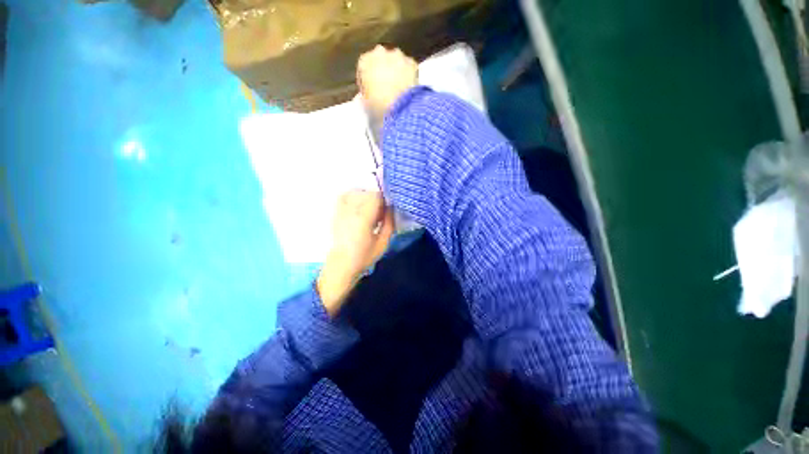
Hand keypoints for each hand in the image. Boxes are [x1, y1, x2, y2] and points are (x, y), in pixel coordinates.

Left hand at [317, 191, 394, 315]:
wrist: (341, 264)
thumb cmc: (364, 256)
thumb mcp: (383, 243)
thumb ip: (389, 224)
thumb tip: (391, 208)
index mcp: (363, 219)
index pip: (375, 197)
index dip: (384, 200)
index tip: (387, 210)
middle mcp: (351, 211)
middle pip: (366, 193)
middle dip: (376, 200)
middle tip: (379, 213)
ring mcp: (341, 211)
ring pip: (356, 192)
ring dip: (366, 197)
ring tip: (369, 210)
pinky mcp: (336, 213)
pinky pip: (344, 196)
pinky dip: (353, 196)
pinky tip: (358, 205)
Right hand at [357, 45, 417, 116]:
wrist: (400, 109)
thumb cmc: (378, 106)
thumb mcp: (366, 103)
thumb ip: (367, 93)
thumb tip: (371, 94)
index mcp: (364, 61)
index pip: (363, 69)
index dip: (368, 82)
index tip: (371, 92)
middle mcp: (379, 53)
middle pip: (380, 61)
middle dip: (382, 72)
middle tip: (386, 90)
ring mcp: (397, 56)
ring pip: (396, 62)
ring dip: (396, 71)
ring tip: (399, 89)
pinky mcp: (412, 62)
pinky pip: (409, 68)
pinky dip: (409, 75)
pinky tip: (409, 88)